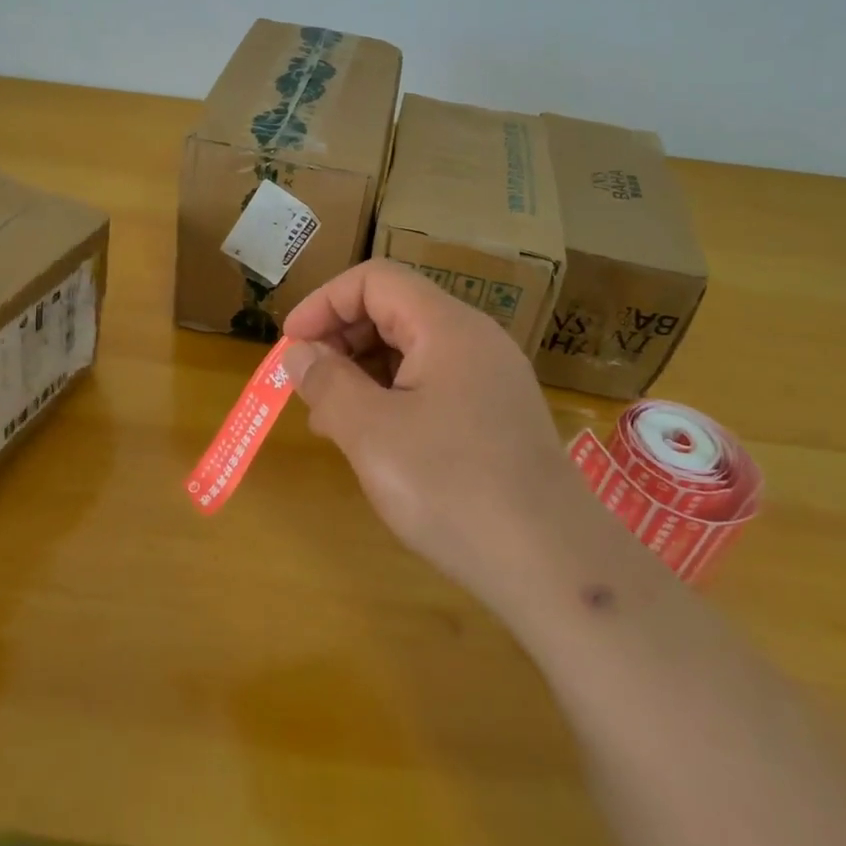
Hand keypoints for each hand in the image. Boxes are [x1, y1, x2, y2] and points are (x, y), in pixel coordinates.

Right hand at [281, 261, 606, 628]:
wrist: (554, 565)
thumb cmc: (452, 488)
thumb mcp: (372, 433)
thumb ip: (328, 383)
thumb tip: (299, 354)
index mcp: (446, 326)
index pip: (374, 280)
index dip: (324, 303)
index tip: (291, 346)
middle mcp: (474, 339)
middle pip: (394, 310)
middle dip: (340, 338)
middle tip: (306, 385)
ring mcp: (491, 378)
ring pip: (412, 350)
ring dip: (363, 371)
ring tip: (330, 418)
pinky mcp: (497, 415)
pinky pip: (433, 384)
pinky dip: (393, 397)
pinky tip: (374, 439)